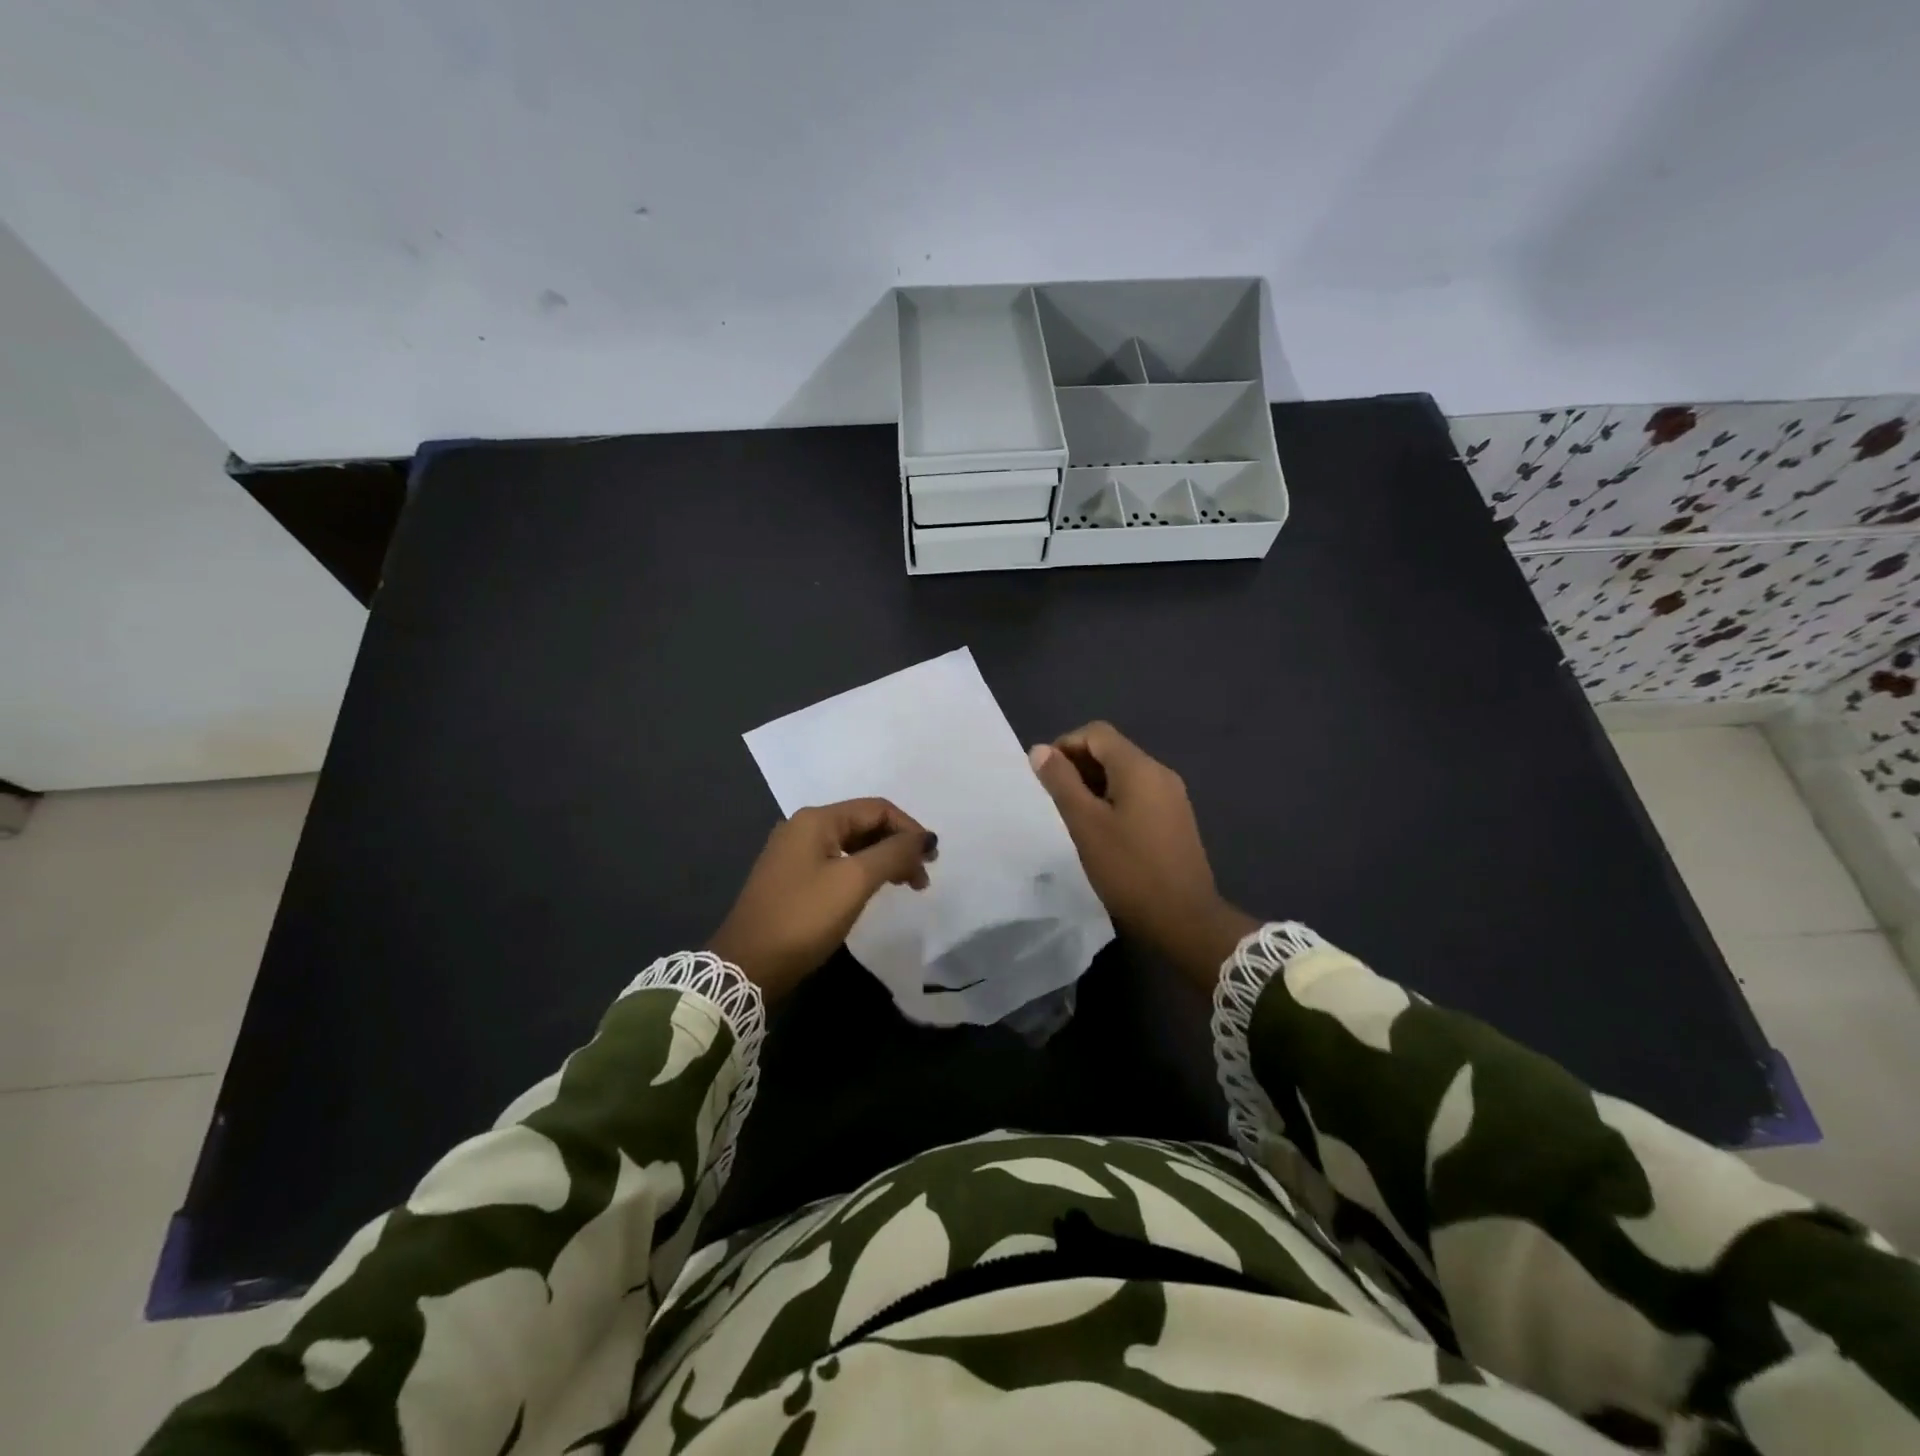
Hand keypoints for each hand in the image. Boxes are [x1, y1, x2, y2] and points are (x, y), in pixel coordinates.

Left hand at [708, 798, 936, 1001]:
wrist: (746, 966)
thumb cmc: (804, 918)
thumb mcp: (854, 882)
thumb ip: (893, 853)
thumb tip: (925, 838)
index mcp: (816, 820)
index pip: (876, 809)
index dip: (909, 829)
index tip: (932, 859)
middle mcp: (803, 828)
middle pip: (864, 824)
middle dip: (897, 845)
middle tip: (922, 877)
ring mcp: (794, 853)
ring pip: (852, 845)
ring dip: (883, 860)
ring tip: (907, 885)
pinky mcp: (791, 878)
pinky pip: (837, 862)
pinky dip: (862, 871)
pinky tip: (875, 889)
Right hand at [1030, 722, 1257, 987]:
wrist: (1184, 919)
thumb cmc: (1128, 869)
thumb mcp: (1085, 824)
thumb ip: (1061, 783)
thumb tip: (1040, 750)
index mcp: (1139, 768)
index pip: (1096, 733)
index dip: (1065, 745)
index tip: (1044, 776)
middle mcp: (1160, 773)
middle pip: (1112, 750)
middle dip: (1078, 765)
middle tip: (1054, 799)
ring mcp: (1172, 797)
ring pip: (1125, 774)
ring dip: (1094, 784)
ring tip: (1073, 816)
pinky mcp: (1176, 820)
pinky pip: (1139, 794)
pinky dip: (1114, 800)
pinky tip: (1101, 831)